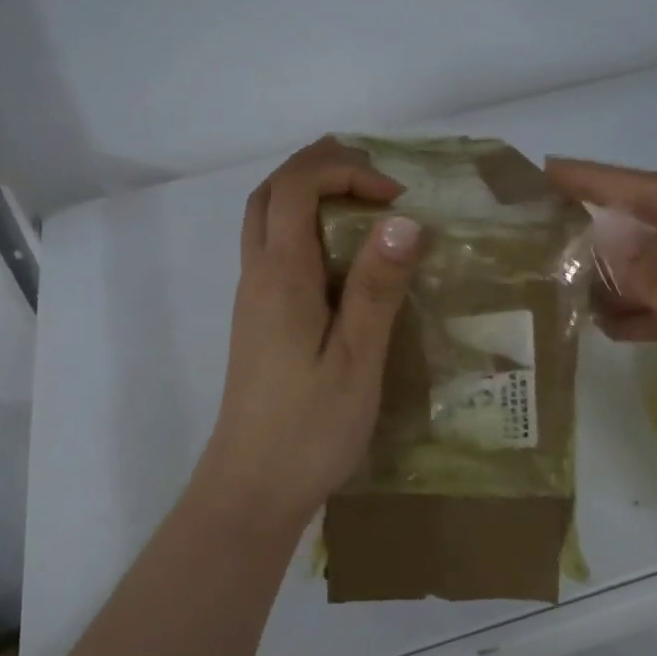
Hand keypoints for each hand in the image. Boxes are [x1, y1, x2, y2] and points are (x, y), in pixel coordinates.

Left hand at [195, 138, 421, 527]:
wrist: (252, 487)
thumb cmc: (309, 428)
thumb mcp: (357, 359)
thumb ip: (377, 287)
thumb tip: (403, 219)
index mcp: (281, 275)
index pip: (296, 186)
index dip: (345, 172)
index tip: (397, 198)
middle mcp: (257, 275)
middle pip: (270, 192)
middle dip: (319, 169)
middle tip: (374, 182)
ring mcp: (252, 299)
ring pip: (266, 221)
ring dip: (308, 197)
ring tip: (364, 209)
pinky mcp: (258, 321)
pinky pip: (274, 252)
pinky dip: (305, 231)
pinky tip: (345, 262)